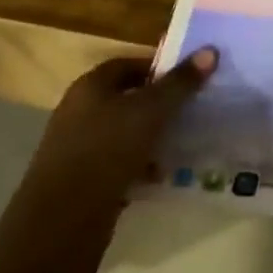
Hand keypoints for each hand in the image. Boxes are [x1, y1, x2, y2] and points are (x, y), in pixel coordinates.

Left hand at [27, 48, 216, 210]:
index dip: (160, 68)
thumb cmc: (106, 151)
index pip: (129, 64)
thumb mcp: (150, 111)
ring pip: (125, 133)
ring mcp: (79, 147)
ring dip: (153, 137)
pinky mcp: (83, 180)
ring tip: (185, 142)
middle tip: (194, 109)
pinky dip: (141, 165)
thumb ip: (180, 83)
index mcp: (90, 87)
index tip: (191, 78)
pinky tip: (163, 174)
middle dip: (160, 104)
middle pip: (127, 98)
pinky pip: (119, 163)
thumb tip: (210, 50)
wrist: (62, 221)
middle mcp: (80, 111)